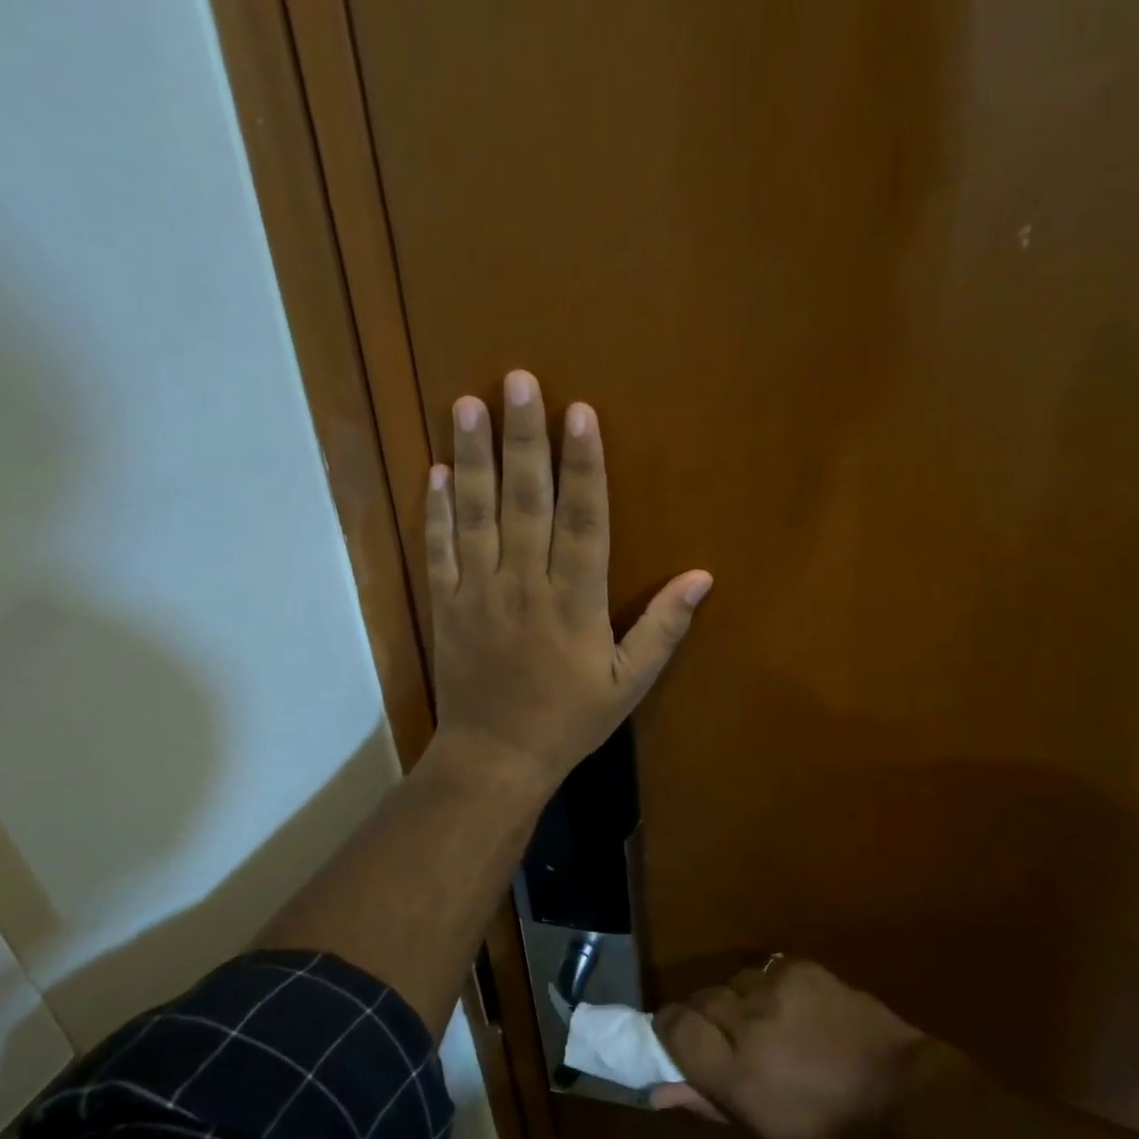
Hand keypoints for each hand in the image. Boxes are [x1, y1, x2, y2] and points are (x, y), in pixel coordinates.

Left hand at [425, 370, 711, 791]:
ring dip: (473, 457)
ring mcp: (477, 592)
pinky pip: (438, 549)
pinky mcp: (445, 605)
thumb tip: (702, 577)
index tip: (579, 412)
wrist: (495, 758)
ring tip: (470, 404)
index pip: (583, 520)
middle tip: (519, 380)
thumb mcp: (628, 683)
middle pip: (526, 502)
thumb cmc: (568, 720)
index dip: (583, 465)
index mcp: (574, 602)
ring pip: (476, 514)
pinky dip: (436, 510)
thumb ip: (663, 628)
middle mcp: (524, 585)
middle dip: (524, 439)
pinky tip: (437, 469)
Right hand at [653, 958, 937, 1138]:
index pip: (674, 1027)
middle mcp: (747, 1021)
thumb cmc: (826, 1125)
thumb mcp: (762, 1128)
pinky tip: (791, 1007)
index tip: (677, 1038)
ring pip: (732, 982)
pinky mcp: (800, 966)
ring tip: (766, 1023)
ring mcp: (776, 987)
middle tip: (729, 1040)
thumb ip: (706, 1101)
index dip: (668, 1029)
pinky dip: (769, 987)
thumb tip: (658, 1088)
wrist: (897, 1088)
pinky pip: (765, 969)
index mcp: (734, 1071)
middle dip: (705, 1018)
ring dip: (738, 1001)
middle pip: (700, 1000)